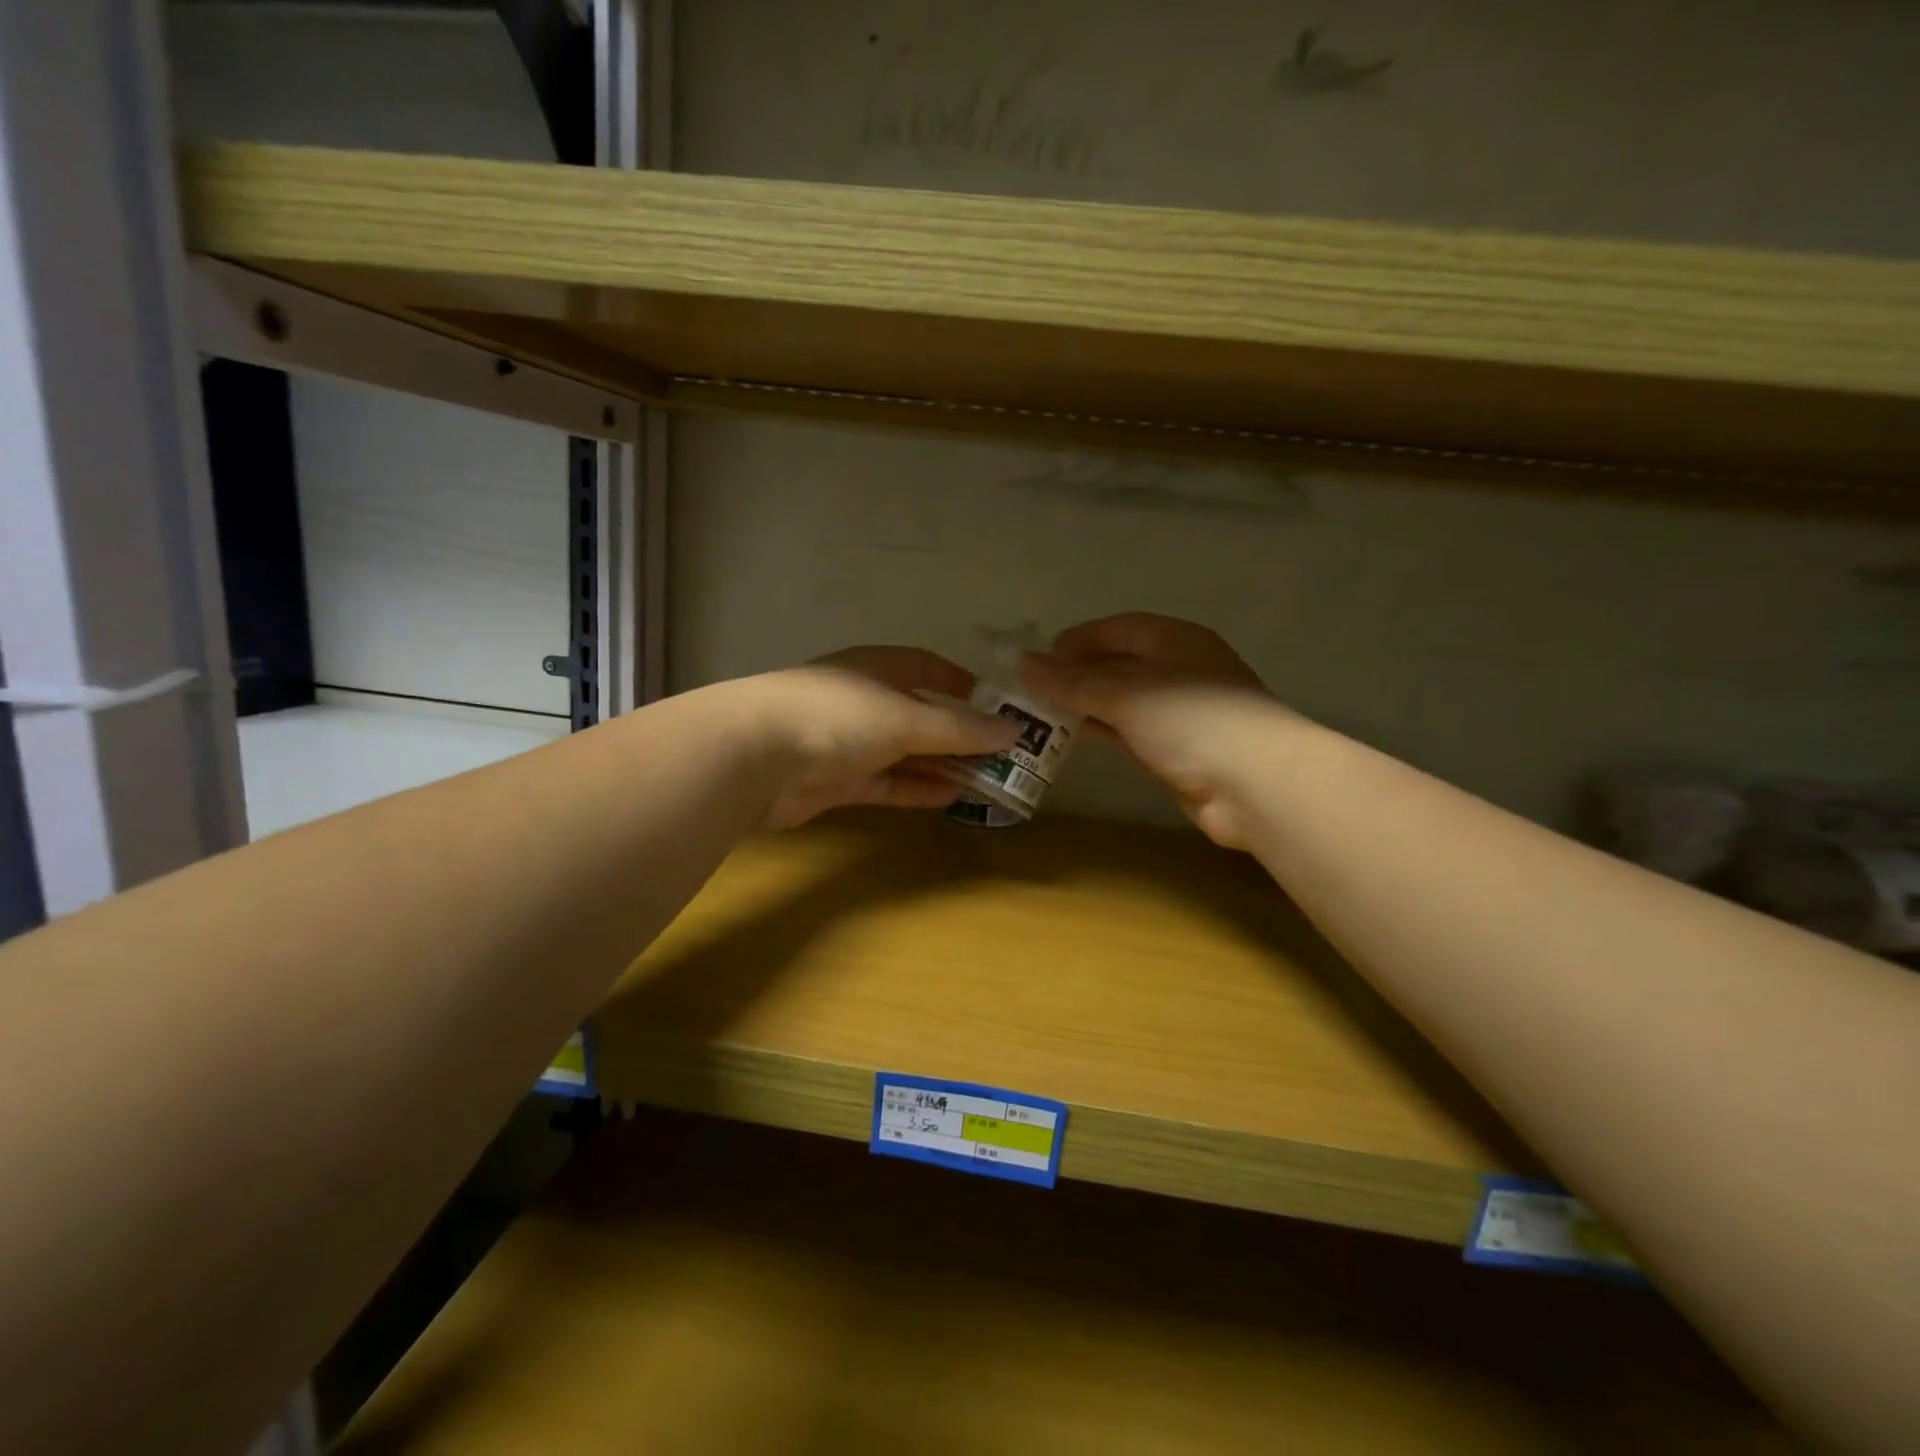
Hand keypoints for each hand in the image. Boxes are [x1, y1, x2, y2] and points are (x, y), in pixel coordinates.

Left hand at [752, 646, 1018, 829]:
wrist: (755, 757)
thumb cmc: (837, 716)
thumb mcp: (906, 717)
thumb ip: (959, 728)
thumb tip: (1013, 730)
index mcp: (877, 668)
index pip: (926, 667)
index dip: (961, 683)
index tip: (996, 704)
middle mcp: (864, 701)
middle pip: (920, 715)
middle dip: (959, 734)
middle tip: (1003, 754)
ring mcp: (848, 743)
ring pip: (906, 754)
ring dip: (942, 766)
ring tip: (987, 780)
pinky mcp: (837, 782)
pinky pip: (888, 783)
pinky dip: (917, 789)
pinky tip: (951, 798)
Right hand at [1021, 614, 1286, 847]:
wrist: (1256, 784)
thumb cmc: (1192, 721)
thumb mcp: (1126, 694)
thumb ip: (1074, 681)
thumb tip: (1025, 664)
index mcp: (1175, 639)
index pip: (1119, 628)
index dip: (1079, 639)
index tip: (1040, 657)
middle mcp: (1181, 669)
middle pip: (1121, 663)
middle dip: (1079, 673)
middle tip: (1035, 688)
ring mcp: (1183, 712)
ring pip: (1125, 699)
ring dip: (1089, 704)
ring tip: (1045, 712)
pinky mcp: (1181, 749)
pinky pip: (1133, 731)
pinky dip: (1106, 730)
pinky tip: (1078, 736)